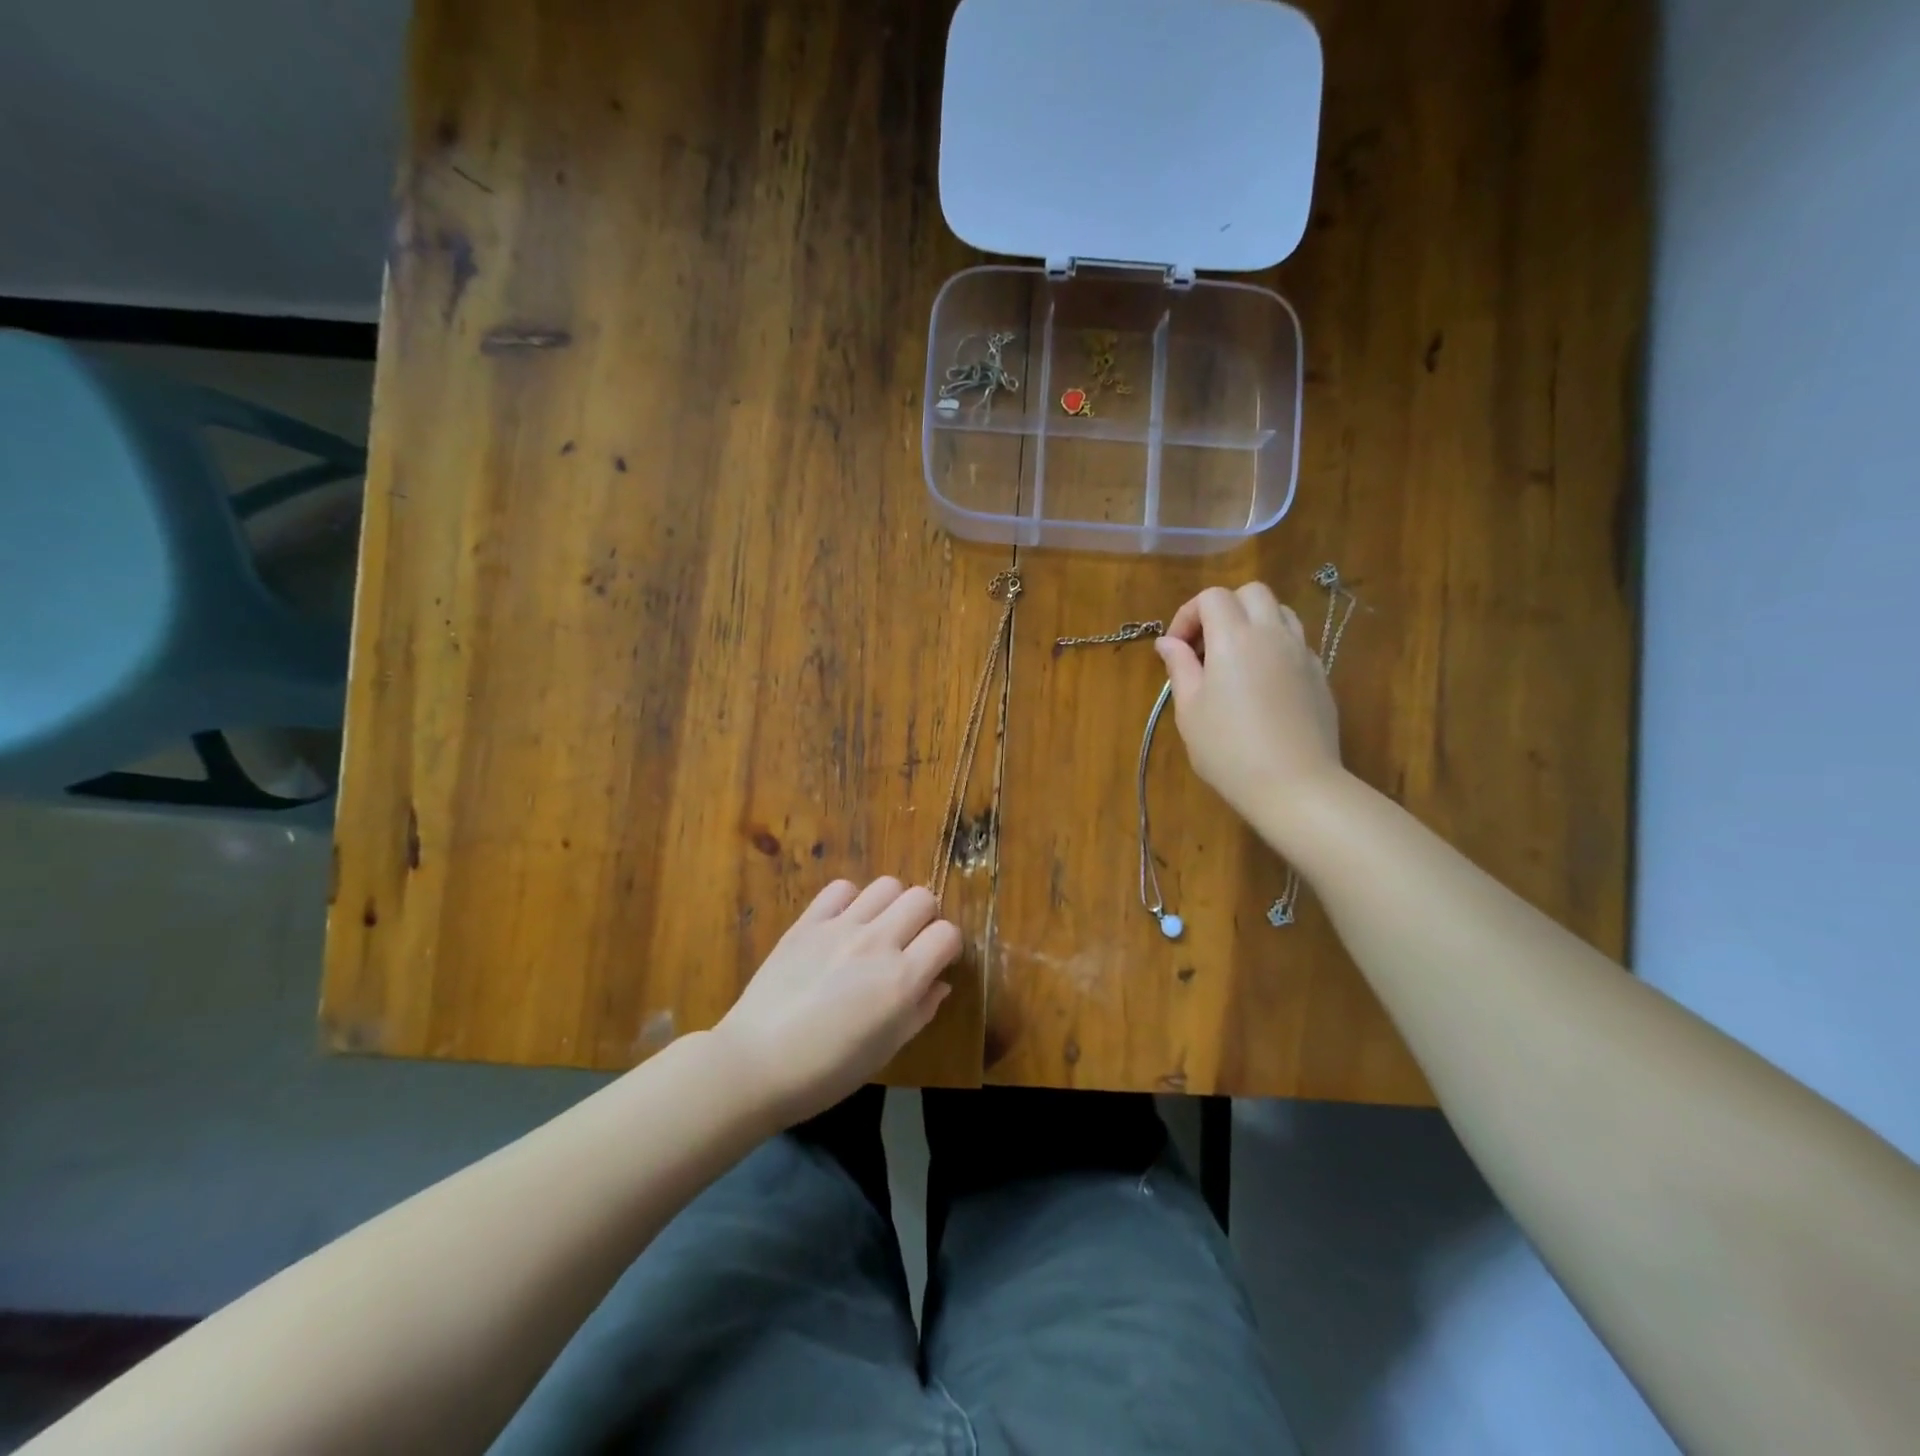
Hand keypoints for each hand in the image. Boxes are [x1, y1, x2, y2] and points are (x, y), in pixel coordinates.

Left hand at [714, 877, 962, 1125]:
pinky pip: (841, 888)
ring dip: (890, 905)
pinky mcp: (807, 922)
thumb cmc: (827, 1072)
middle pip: (922, 898)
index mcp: (902, 980)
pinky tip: (842, 924)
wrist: (755, 1064)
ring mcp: (840, 927)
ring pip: (887, 885)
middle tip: (908, 943)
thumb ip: (920, 1011)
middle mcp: (877, 943)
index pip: (947, 934)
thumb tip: (940, 983)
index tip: (936, 962)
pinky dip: (850, 901)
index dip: (947, 947)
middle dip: (924, 919)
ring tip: (876, 930)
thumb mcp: (886, 1051)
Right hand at [1155, 583, 1344, 827]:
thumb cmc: (1228, 749)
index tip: (1177, 649)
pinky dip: (1274, 648)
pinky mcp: (1319, 675)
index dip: (1188, 615)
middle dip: (1224, 610)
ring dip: (1253, 623)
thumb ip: (1179, 667)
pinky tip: (1262, 685)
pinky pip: (1295, 643)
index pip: (1212, 597)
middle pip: (1251, 593)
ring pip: (1279, 612)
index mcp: (1234, 637)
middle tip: (1206, 648)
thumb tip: (1168, 642)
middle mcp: (1272, 634)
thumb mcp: (1190, 709)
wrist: (1294, 784)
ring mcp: (1302, 653)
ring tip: (1235, 661)